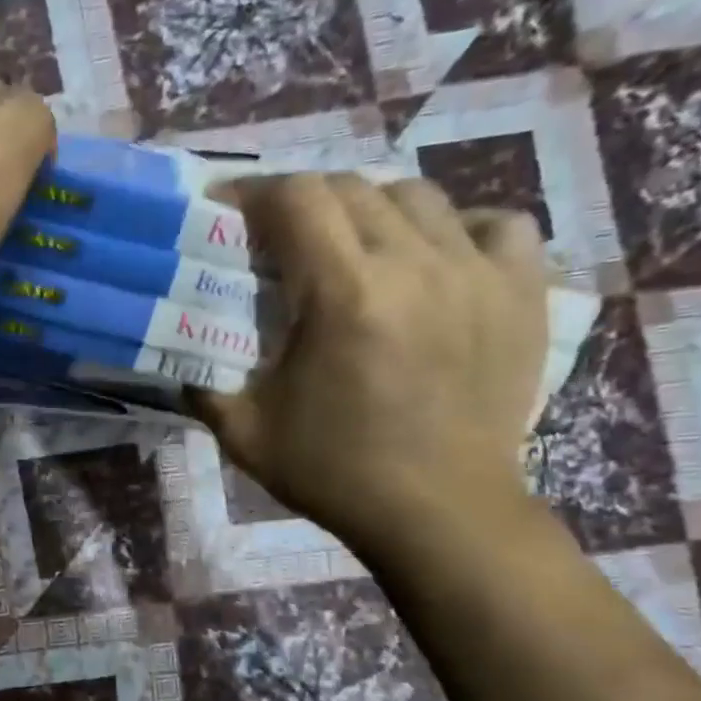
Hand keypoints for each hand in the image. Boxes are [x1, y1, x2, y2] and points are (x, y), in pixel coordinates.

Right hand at [193, 173, 545, 546]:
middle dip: (302, 201)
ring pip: (418, 196)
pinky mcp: (522, 293)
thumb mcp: (244, 433)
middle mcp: (415, 265)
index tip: (227, 211)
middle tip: (278, 240)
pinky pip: (496, 225)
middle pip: (351, 187)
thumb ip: (201, 382)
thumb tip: (179, 349)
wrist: (440, 514)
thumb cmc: (335, 474)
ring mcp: (478, 274)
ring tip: (351, 249)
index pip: (296, 197)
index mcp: (344, 295)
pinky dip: (458, 229)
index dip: (253, 192)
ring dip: (370, 211)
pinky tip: (434, 261)